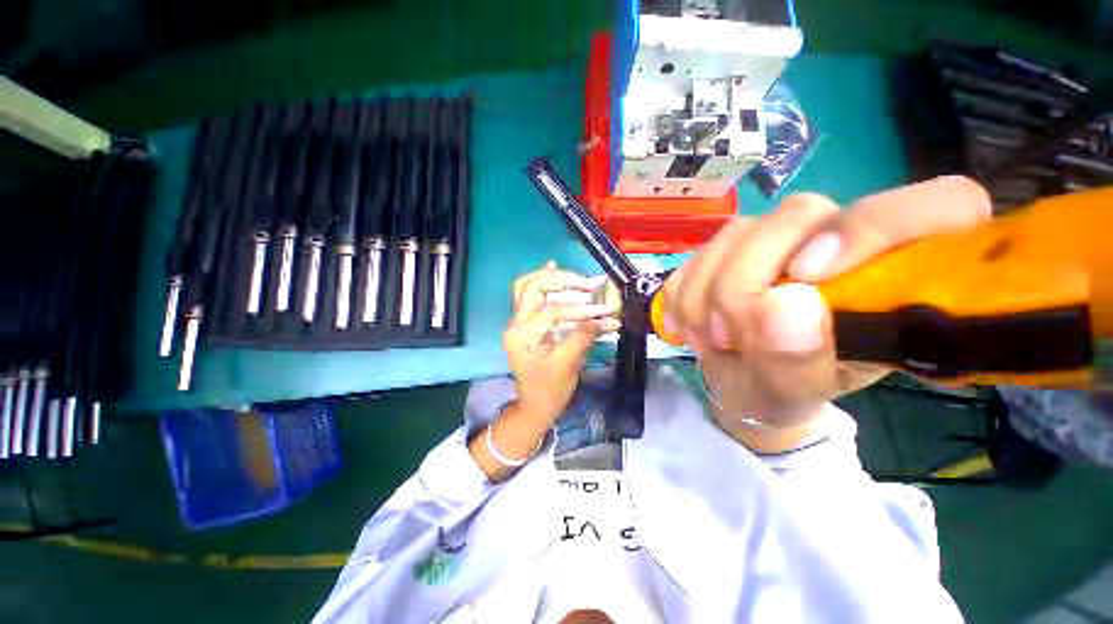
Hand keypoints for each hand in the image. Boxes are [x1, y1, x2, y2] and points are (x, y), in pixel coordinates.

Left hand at [505, 262, 620, 421]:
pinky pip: (531, 295)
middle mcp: (516, 323)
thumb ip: (583, 337)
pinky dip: (543, 281)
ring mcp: (520, 321)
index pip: (551, 311)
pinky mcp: (528, 322)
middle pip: (533, 287)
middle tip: (588, 284)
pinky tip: (553, 268)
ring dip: (553, 277)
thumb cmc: (549, 390)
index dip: (579, 309)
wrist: (535, 406)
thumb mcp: (567, 365)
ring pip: (529, 286)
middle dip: (562, 281)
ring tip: (575, 276)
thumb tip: (605, 318)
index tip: (603, 311)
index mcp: (522, 335)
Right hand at [661, 177, 992, 440]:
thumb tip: (784, 304)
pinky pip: (695, 255)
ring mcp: (775, 237)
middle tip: (728, 336)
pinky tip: (689, 325)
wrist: (736, 377)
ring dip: (706, 294)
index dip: (875, 228)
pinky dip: (683, 295)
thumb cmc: (783, 388)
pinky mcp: (726, 248)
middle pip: (798, 213)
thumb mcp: (798, 392)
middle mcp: (839, 235)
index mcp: (897, 270)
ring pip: (735, 233)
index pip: (944, 205)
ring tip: (708, 339)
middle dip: (746, 280)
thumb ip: (799, 360)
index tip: (808, 278)